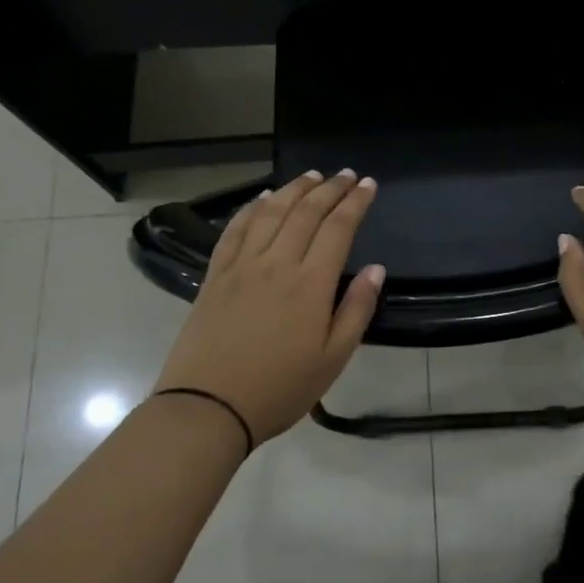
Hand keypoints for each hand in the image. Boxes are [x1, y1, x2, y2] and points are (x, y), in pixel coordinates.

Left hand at [154, 169, 383, 444]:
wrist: (208, 407)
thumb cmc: (280, 389)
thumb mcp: (333, 359)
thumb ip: (357, 310)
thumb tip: (376, 269)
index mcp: (310, 284)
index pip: (338, 228)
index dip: (355, 202)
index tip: (368, 184)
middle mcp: (276, 263)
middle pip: (306, 212)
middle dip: (329, 189)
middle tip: (346, 175)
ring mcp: (241, 266)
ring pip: (271, 213)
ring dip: (293, 189)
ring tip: (311, 176)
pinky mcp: (215, 275)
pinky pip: (235, 229)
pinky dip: (252, 208)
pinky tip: (263, 198)